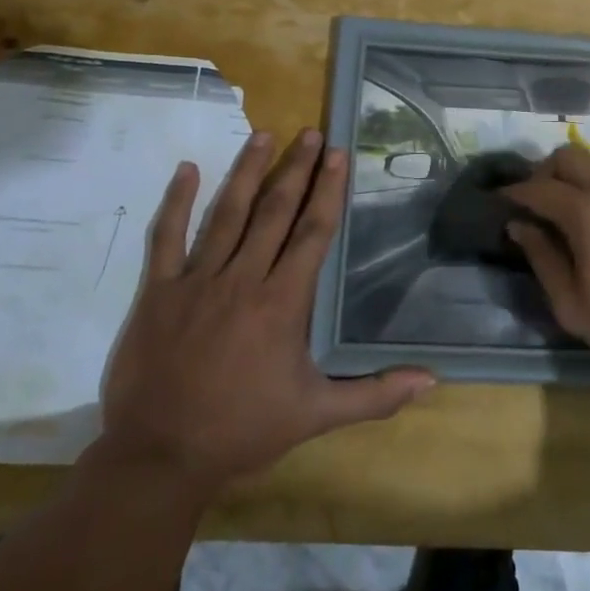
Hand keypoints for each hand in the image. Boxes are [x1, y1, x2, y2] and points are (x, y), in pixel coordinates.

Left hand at [95, 130, 434, 492]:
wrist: (159, 457)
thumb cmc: (243, 431)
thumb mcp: (317, 416)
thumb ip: (375, 395)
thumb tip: (432, 380)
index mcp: (282, 302)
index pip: (312, 232)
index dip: (327, 190)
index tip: (337, 154)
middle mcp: (242, 279)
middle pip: (274, 212)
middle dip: (295, 169)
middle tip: (310, 133)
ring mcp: (195, 281)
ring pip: (226, 214)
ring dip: (247, 172)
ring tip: (263, 135)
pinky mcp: (156, 292)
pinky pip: (166, 238)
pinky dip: (176, 202)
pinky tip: (187, 169)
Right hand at [504, 145, 589, 383]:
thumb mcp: (573, 305)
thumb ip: (542, 258)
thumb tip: (519, 226)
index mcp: (587, 211)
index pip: (538, 188)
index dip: (513, 193)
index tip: (500, 202)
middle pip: (568, 156)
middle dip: (544, 173)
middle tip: (537, 204)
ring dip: (578, 183)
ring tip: (575, 221)